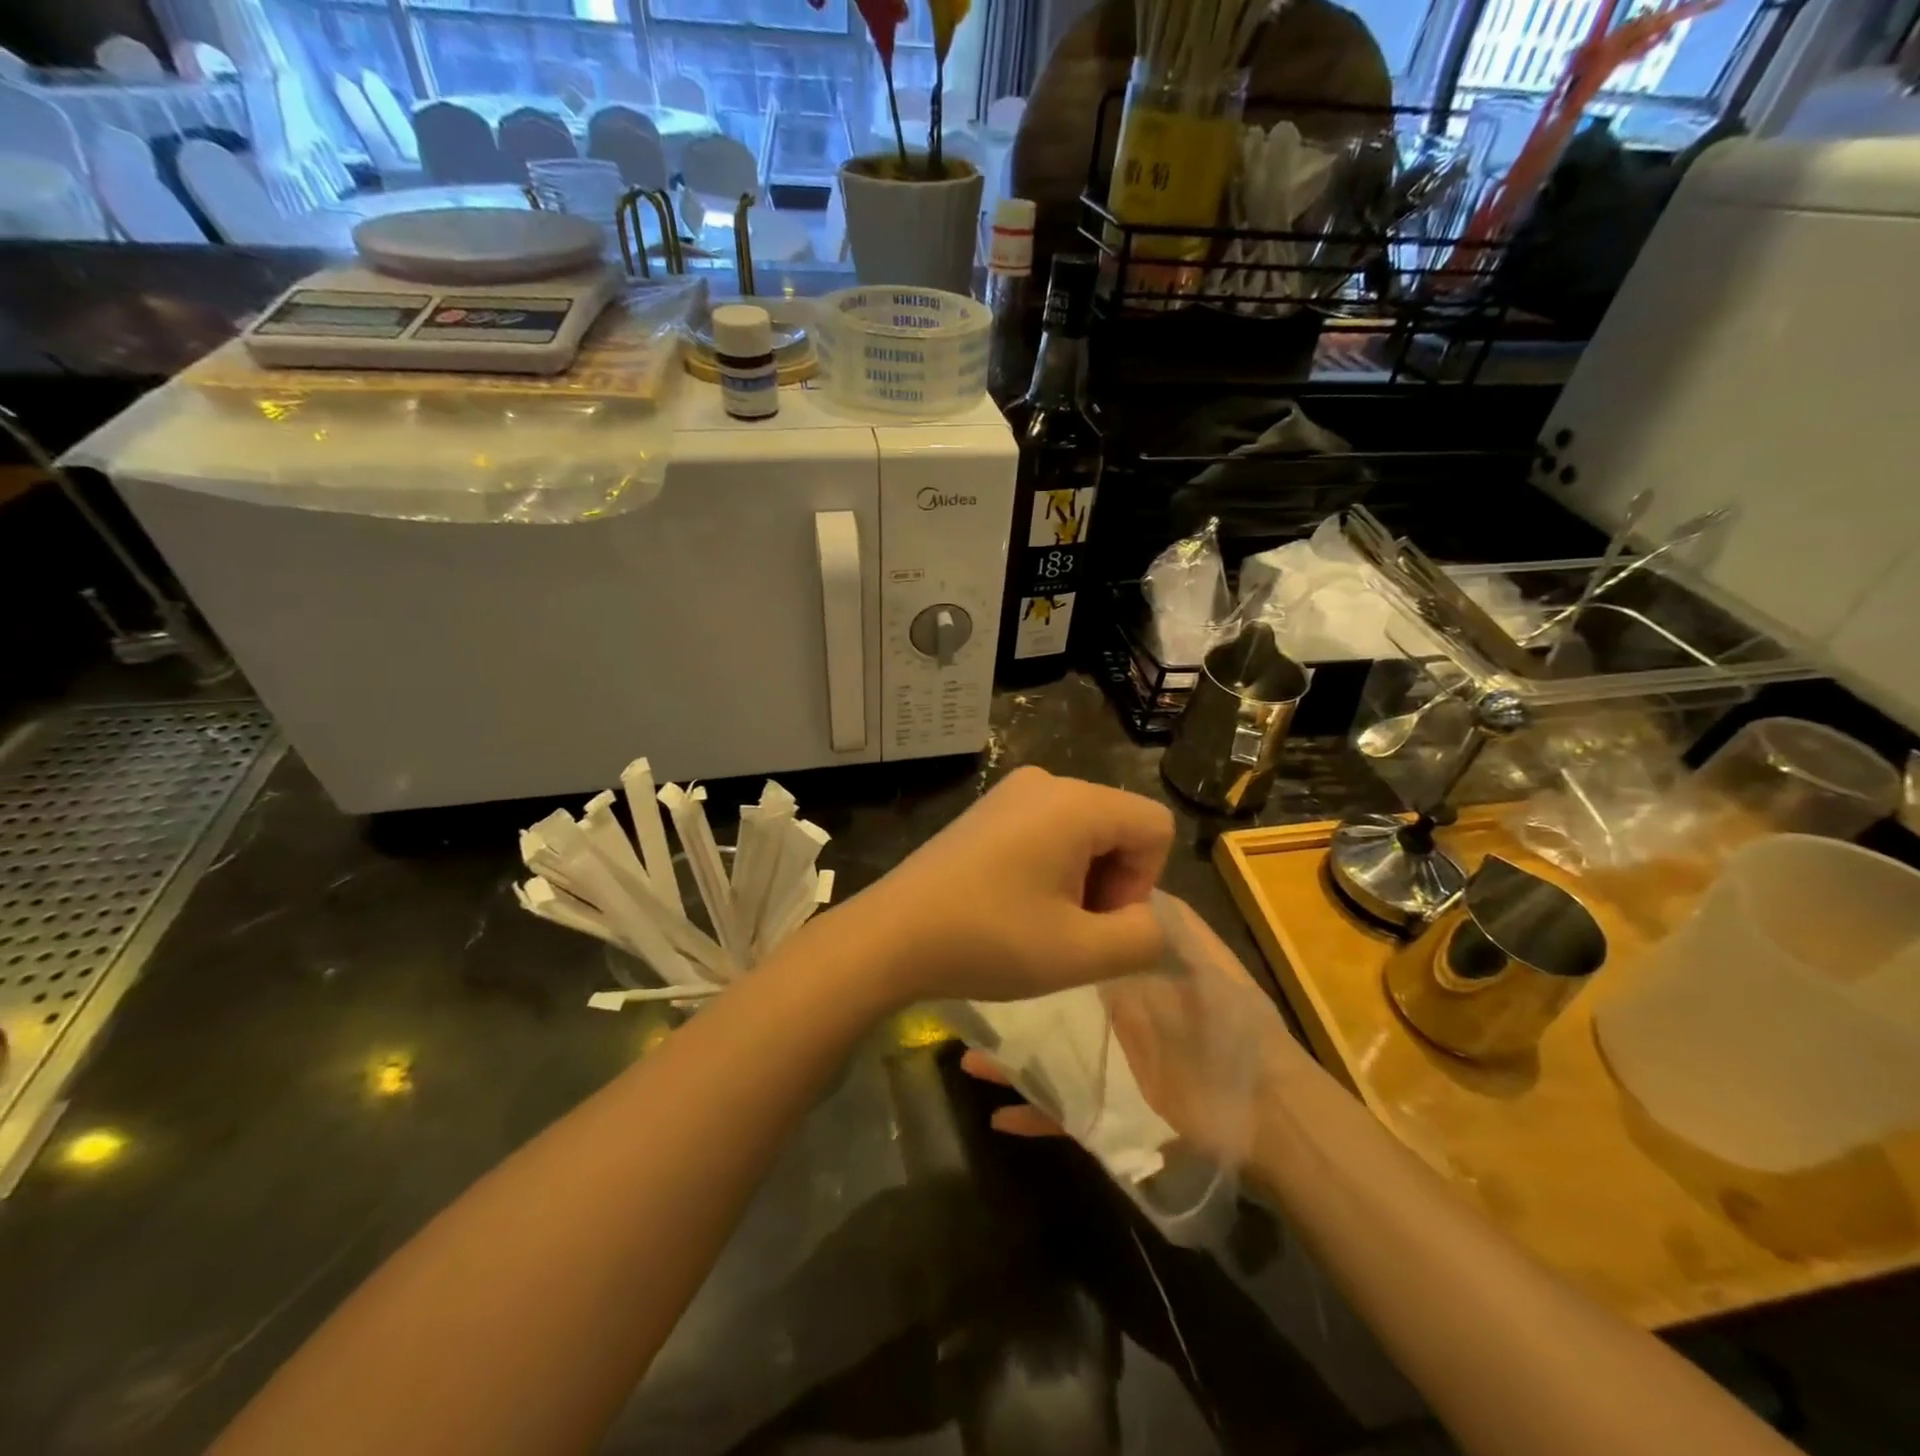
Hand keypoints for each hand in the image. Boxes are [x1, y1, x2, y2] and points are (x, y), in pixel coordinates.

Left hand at [826, 766, 1174, 1005]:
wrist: (890, 935)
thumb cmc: (988, 940)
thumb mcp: (1080, 953)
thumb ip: (1142, 937)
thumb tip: (1148, 921)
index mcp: (1075, 802)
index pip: (1154, 826)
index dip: (1143, 883)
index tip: (1097, 922)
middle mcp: (1046, 781)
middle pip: (1118, 826)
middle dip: (1111, 883)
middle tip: (1069, 931)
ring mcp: (1010, 792)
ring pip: (1083, 832)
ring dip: (1080, 881)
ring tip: (1040, 923)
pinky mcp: (987, 811)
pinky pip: (1047, 831)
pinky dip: (1050, 869)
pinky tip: (1014, 906)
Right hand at [963, 896, 1290, 1163]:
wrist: (1271, 1118)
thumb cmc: (1230, 1028)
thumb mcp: (1201, 961)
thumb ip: (1166, 926)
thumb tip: (1118, 881)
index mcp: (1134, 976)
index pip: (1083, 944)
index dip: (1050, 929)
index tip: (1008, 915)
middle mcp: (1117, 1015)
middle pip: (1056, 1000)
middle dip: (1017, 995)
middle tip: (970, 987)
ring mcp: (1114, 1063)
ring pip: (1051, 1054)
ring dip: (1011, 1056)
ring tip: (967, 1054)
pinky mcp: (1115, 1110)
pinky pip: (1065, 1111)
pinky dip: (1033, 1112)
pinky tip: (996, 1112)